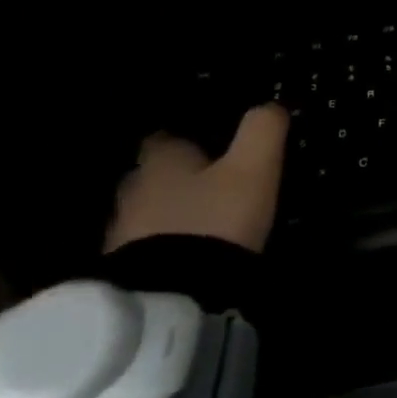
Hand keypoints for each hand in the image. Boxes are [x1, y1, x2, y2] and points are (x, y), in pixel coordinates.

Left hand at [103, 105, 291, 253]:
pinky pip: (151, 244)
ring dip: (174, 212)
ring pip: (151, 210)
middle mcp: (134, 188)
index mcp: (161, 160)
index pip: (164, 137)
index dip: (187, 137)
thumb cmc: (216, 218)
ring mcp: (125, 231)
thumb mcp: (253, 168)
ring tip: (207, 220)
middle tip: (213, 183)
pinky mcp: (128, 268)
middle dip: (180, 177)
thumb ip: (262, 132)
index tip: (210, 144)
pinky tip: (194, 251)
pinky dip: (170, 243)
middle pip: (154, 174)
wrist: (175, 293)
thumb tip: (272, 104)